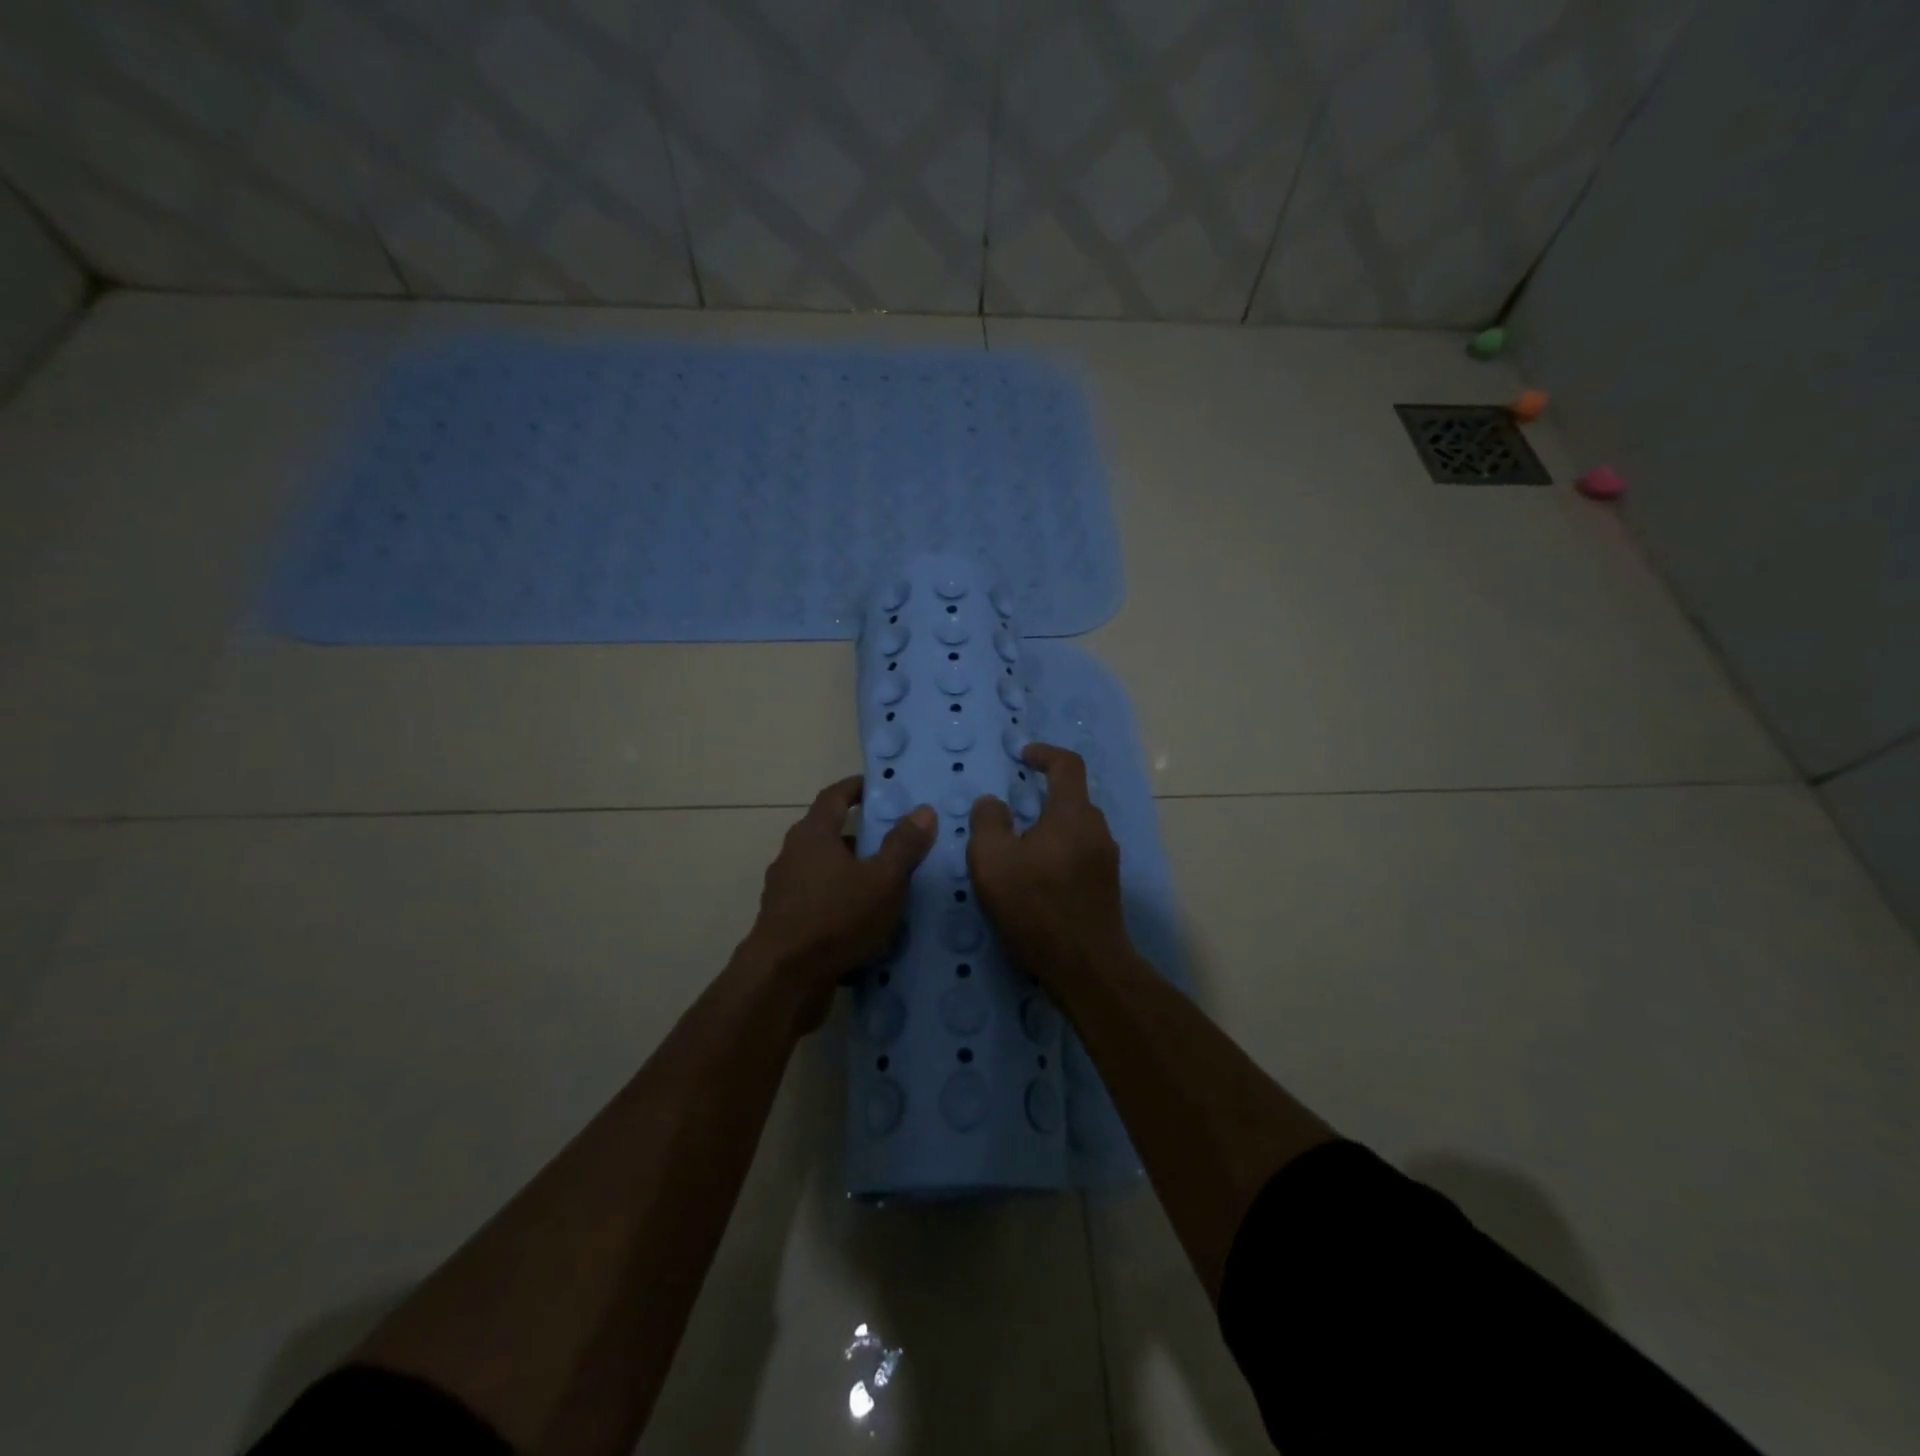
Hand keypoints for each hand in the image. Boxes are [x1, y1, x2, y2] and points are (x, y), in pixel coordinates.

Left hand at [743, 776, 935, 1028]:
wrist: (782, 980)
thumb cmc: (835, 918)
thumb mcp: (882, 880)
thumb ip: (904, 845)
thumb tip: (923, 810)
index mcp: (813, 835)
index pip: (834, 797)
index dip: (856, 788)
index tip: (877, 786)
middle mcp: (793, 856)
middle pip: (829, 835)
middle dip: (862, 837)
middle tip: (896, 843)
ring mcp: (785, 893)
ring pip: (825, 873)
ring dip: (853, 875)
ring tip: (887, 888)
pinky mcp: (785, 925)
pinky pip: (820, 905)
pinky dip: (842, 906)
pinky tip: (866, 927)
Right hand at [967, 744, 1130, 982]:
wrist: (1086, 967)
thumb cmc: (1036, 907)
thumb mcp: (993, 861)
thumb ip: (988, 822)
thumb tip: (993, 803)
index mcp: (1073, 814)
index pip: (1067, 765)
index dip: (1044, 753)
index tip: (1023, 755)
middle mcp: (1097, 829)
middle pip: (1072, 798)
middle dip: (1042, 797)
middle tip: (1011, 814)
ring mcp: (1106, 859)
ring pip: (1075, 829)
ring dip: (1049, 829)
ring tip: (1019, 851)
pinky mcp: (1106, 886)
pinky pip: (1080, 853)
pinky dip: (1058, 852)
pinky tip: (1037, 879)